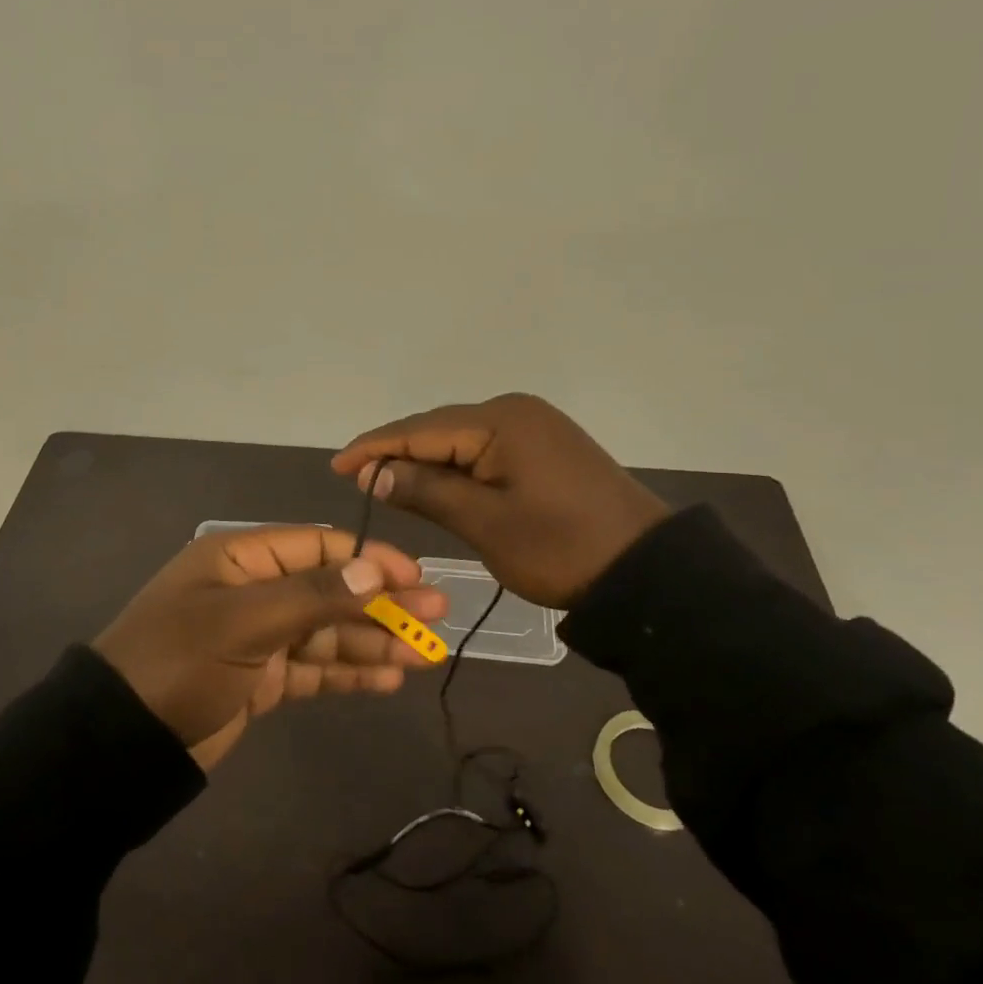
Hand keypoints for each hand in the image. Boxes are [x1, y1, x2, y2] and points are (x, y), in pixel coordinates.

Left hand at [93, 526, 446, 765]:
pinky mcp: (261, 679)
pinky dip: (348, 673)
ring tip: (425, 654)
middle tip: (436, 616)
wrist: (120, 743)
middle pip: (330, 590)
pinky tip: (387, 679)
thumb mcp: (244, 622)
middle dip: (381, 604)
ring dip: (373, 642)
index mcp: (242, 559)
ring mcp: (259, 637)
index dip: (369, 559)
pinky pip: (314, 669)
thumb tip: (372, 571)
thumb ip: (312, 596)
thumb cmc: (179, 662)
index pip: (319, 546)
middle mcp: (254, 590)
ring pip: (327, 632)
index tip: (414, 577)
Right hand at [331, 393, 671, 607]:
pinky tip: (435, 483)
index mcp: (501, 421)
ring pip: (461, 441)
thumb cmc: (561, 549)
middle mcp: (516, 411)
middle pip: (439, 429)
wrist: (646, 572)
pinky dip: (456, 468)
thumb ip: (426, 490)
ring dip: (425, 461)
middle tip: (358, 481)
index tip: (336, 467)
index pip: (420, 429)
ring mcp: (535, 428)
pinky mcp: (546, 448)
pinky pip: (485, 451)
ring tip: (386, 483)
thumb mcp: (485, 524)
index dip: (374, 447)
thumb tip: (375, 472)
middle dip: (397, 453)